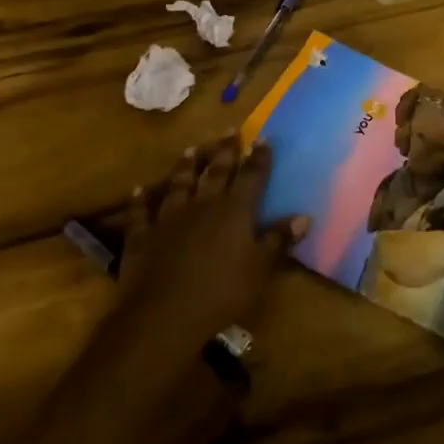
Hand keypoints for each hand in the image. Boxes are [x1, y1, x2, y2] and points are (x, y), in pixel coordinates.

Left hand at [118, 135, 307, 357]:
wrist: (163, 313)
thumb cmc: (221, 292)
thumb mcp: (259, 269)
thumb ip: (278, 240)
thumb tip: (303, 217)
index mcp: (234, 211)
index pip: (251, 177)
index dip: (259, 158)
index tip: (263, 138)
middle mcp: (203, 204)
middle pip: (216, 172)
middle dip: (225, 151)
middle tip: (230, 130)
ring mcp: (170, 217)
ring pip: (179, 183)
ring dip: (186, 166)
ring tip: (190, 149)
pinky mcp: (143, 234)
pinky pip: (141, 211)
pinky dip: (141, 199)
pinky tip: (140, 189)